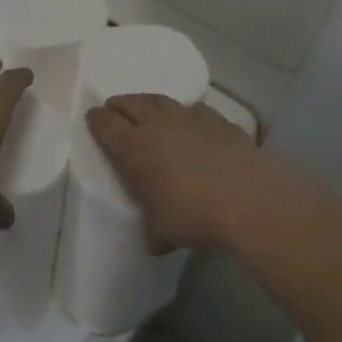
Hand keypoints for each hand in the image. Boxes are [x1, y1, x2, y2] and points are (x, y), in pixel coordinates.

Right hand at [85, 94, 283, 252]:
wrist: (248, 198)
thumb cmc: (194, 215)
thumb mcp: (163, 232)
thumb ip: (154, 231)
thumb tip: (157, 241)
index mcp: (135, 148)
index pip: (107, 125)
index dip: (97, 120)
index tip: (92, 118)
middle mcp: (158, 125)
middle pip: (132, 104)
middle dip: (119, 104)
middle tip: (114, 107)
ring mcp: (191, 118)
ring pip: (162, 101)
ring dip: (149, 102)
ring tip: (146, 107)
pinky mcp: (219, 121)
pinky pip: (195, 109)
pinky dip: (186, 112)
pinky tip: (190, 120)